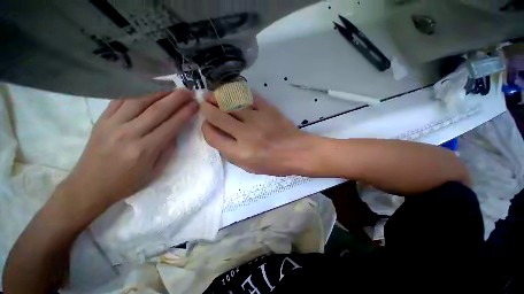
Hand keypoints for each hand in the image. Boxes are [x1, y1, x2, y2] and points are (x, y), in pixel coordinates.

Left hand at [59, 90, 197, 206]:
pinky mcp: (101, 121)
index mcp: (145, 149)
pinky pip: (120, 101)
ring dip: (158, 93)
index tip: (195, 104)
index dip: (185, 113)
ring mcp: (112, 125)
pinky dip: (136, 94)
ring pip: (139, 101)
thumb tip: (175, 131)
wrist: (88, 187)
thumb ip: (167, 149)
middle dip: (176, 98)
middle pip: (157, 110)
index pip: (171, 125)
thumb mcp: (154, 171)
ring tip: (172, 89)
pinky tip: (147, 92)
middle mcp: (129, 134)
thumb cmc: (126, 183)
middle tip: (188, 91)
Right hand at [201, 92, 311, 175]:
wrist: (297, 152)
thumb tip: (219, 135)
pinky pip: (249, 97)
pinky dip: (239, 94)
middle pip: (217, 116)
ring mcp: (257, 119)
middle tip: (204, 103)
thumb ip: (232, 153)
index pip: (212, 136)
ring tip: (212, 94)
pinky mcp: (268, 109)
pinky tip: (234, 93)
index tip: (207, 125)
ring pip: (231, 102)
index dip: (206, 128)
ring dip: (218, 97)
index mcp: (239, 152)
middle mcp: (245, 134)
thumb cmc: (274, 164)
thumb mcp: (249, 167)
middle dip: (207, 108)